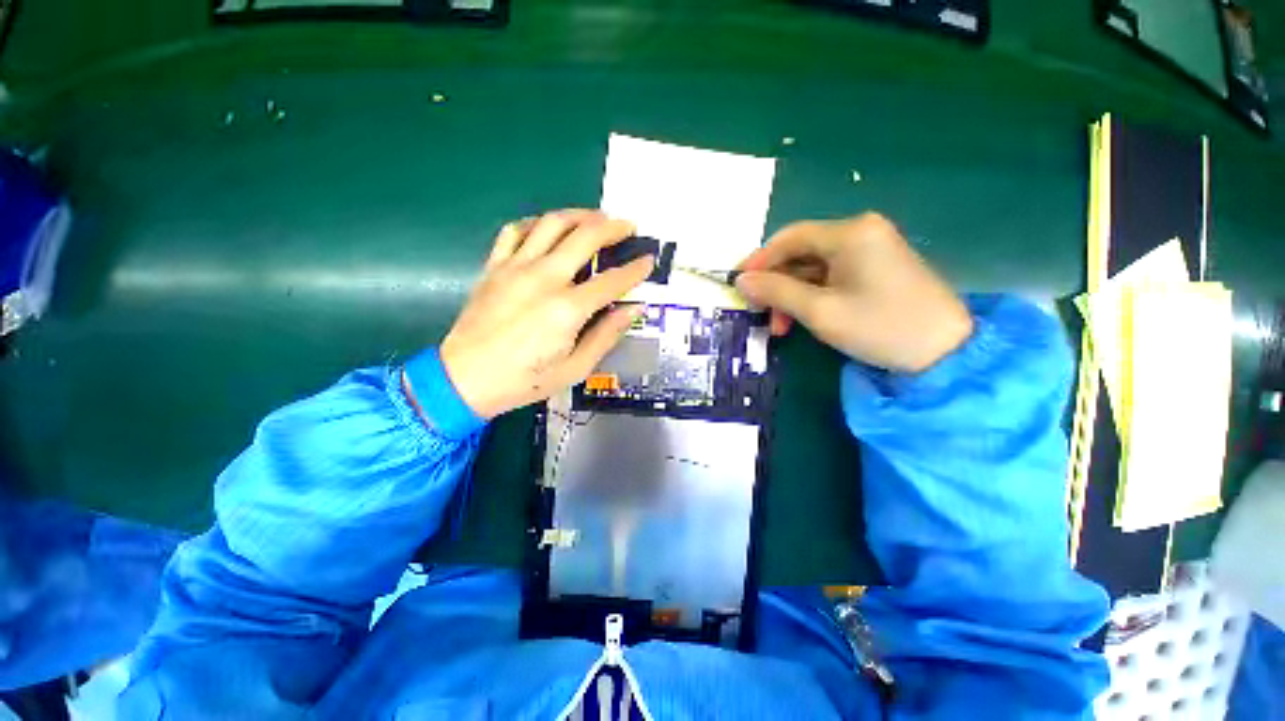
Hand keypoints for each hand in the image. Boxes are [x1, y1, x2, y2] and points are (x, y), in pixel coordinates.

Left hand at [440, 210, 652, 418]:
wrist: (464, 379)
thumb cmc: (524, 380)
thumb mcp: (576, 368)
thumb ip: (606, 335)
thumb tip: (632, 309)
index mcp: (568, 309)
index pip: (612, 281)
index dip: (636, 269)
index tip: (649, 259)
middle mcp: (544, 279)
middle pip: (585, 237)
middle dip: (613, 227)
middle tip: (628, 226)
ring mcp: (516, 267)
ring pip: (553, 224)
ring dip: (580, 215)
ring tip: (597, 218)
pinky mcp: (495, 266)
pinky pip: (516, 230)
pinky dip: (537, 223)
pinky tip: (549, 227)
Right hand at [735, 213, 972, 372]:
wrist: (946, 351)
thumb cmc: (880, 327)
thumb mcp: (819, 311)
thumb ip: (776, 291)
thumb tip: (741, 280)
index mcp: (849, 233)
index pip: (789, 237)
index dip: (759, 260)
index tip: (737, 284)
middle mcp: (860, 232)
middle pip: (801, 252)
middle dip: (776, 284)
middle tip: (759, 312)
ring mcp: (871, 249)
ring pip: (813, 267)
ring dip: (792, 294)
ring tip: (781, 326)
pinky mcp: (876, 267)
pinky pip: (831, 276)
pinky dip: (812, 296)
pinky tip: (804, 318)